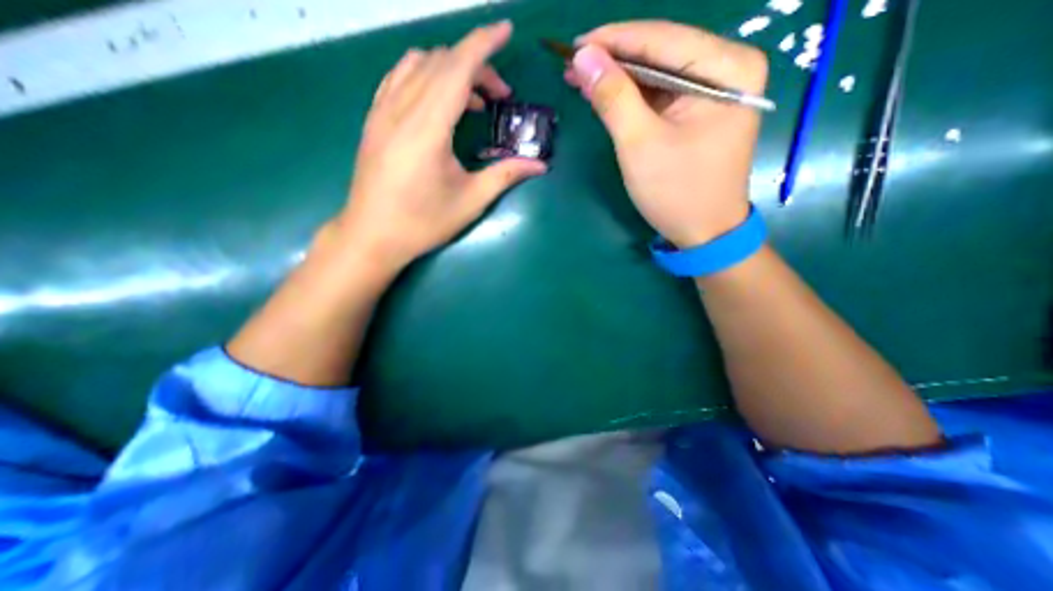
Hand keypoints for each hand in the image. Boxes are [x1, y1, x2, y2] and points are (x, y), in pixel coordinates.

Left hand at [337, 17, 547, 273]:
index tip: (506, 30)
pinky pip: (399, 78)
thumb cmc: (423, 222)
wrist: (372, 236)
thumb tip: (539, 165)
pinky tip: (438, 100)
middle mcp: (401, 109)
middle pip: (441, 62)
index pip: (457, 68)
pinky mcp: (374, 120)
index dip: (484, 45)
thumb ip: (505, 176)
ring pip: (417, 64)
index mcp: (428, 127)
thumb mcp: (470, 201)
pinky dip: (424, 75)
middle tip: (500, 97)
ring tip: (473, 101)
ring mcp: (382, 111)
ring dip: (450, 70)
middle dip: (476, 67)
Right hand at [564, 21, 770, 247]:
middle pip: (661, 53)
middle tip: (572, 66)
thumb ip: (613, 97)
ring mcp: (714, 91)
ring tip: (581, 79)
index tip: (573, 46)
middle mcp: (727, 69)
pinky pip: (660, 95)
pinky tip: (606, 96)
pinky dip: (632, 97)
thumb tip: (583, 57)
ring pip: (657, 74)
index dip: (614, 40)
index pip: (662, 39)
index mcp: (727, 68)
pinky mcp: (698, 113)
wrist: (703, 232)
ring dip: (619, 79)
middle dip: (614, 60)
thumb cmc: (676, 192)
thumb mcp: (640, 144)